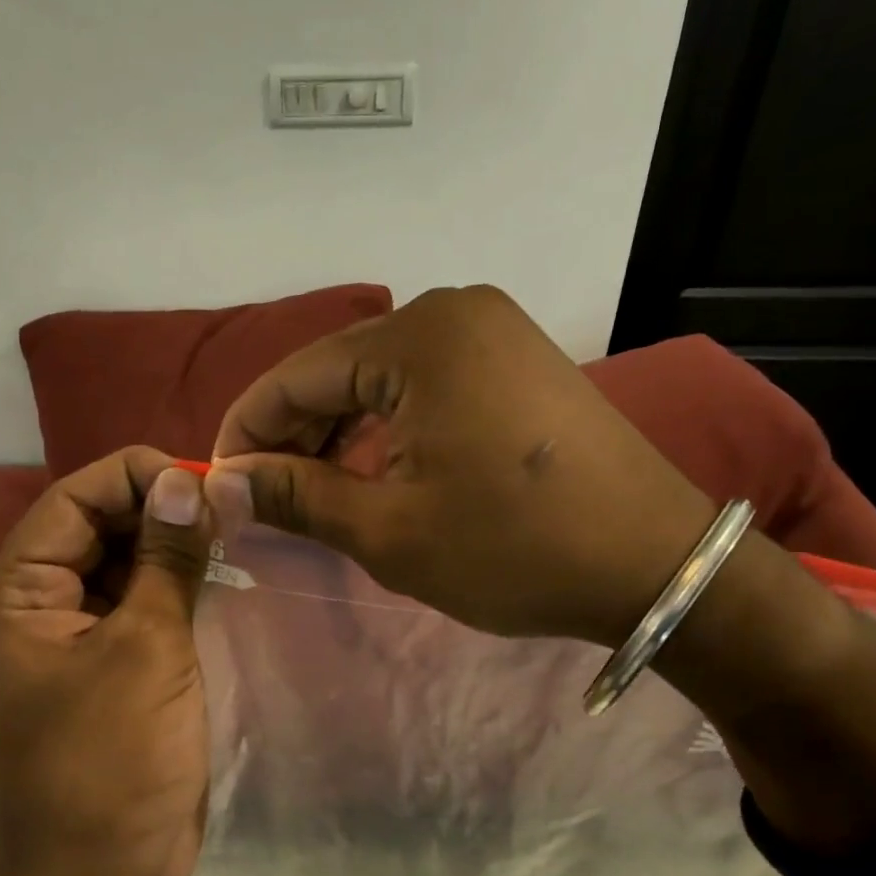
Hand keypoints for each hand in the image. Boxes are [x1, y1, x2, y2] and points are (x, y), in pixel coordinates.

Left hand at [0, 448, 214, 875]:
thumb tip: (185, 481)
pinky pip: (136, 605)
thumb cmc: (114, 759)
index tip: (206, 481)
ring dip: (171, 548)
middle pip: (95, 527)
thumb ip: (166, 558)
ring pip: (120, 565)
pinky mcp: (105, 667)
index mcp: (16, 594)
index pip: (73, 499)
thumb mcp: (147, 647)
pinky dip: (173, 587)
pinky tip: (218, 578)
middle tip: (230, 511)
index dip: (137, 476)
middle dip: (159, 510)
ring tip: (233, 536)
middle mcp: (33, 607)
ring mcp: (71, 639)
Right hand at [209, 284, 715, 645]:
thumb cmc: (514, 549)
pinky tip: (374, 471)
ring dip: (338, 435)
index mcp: (417, 339)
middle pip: (336, 372)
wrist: (656, 563)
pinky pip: (425, 386)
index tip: (219, 486)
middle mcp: (452, 312)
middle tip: (265, 499)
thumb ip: (296, 496)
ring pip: (380, 381)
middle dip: (292, 436)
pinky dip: (387, 428)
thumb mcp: (389, 531)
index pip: (294, 377)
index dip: (246, 433)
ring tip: (313, 493)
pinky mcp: (516, 360)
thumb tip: (222, 484)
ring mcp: (492, 331)